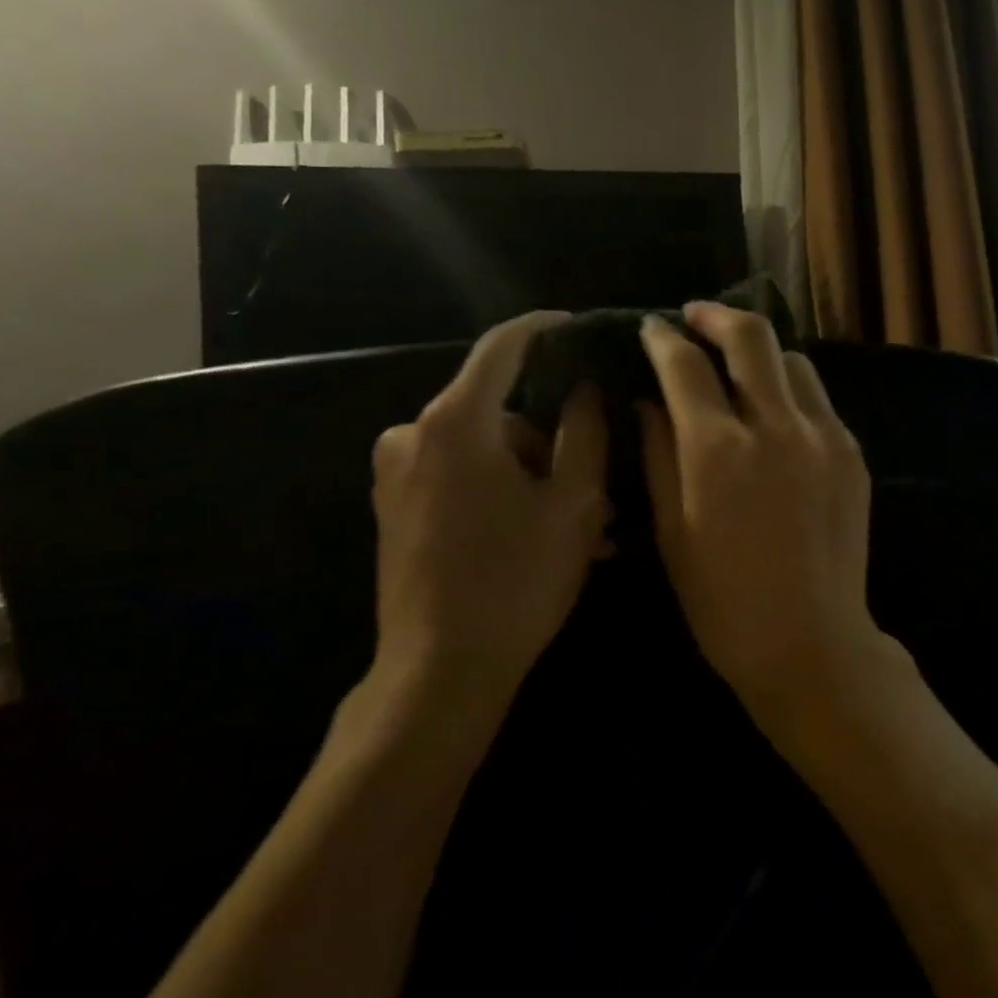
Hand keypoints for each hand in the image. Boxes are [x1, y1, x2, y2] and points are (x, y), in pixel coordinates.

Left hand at [366, 310, 610, 722]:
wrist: (440, 670)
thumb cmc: (516, 580)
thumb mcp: (573, 504)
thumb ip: (583, 433)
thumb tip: (584, 390)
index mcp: (456, 424)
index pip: (502, 348)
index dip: (543, 330)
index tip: (577, 326)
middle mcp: (414, 434)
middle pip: (501, 413)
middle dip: (553, 444)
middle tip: (602, 490)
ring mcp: (398, 473)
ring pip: (486, 452)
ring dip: (535, 479)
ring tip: (583, 530)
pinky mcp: (396, 506)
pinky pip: (461, 478)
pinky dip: (504, 494)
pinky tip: (540, 536)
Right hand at [639, 303, 887, 704]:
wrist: (812, 642)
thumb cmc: (724, 602)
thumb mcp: (672, 531)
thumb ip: (658, 456)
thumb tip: (649, 402)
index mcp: (718, 449)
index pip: (685, 364)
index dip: (663, 338)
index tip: (651, 329)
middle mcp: (776, 426)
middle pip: (751, 336)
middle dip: (717, 315)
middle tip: (696, 318)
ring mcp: (823, 436)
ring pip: (793, 361)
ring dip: (760, 354)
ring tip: (740, 369)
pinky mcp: (852, 454)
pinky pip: (819, 401)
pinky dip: (791, 392)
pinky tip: (776, 415)